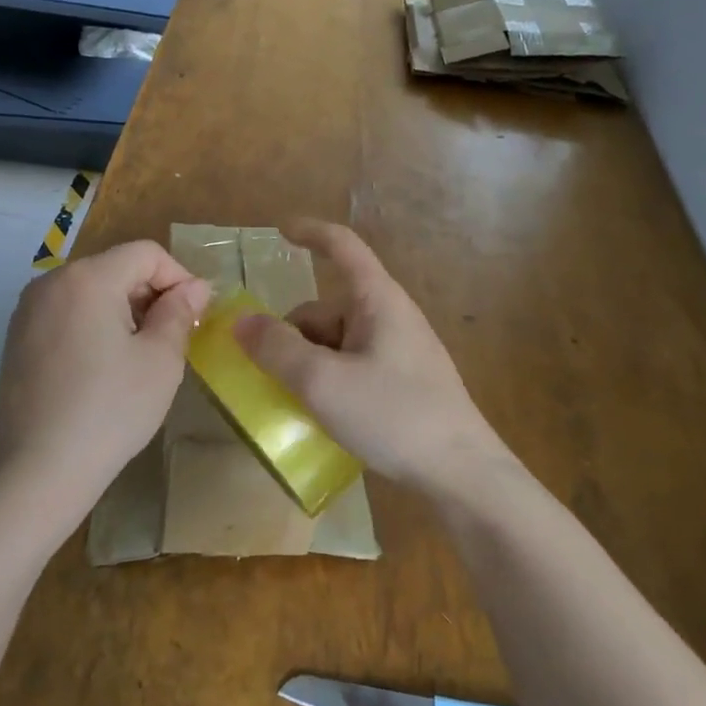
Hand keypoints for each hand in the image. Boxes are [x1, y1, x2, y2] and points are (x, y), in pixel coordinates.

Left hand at [0, 241, 210, 528]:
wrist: (38, 469)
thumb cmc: (110, 410)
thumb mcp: (160, 360)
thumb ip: (180, 313)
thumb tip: (195, 288)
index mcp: (88, 278)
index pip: (146, 254)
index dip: (179, 278)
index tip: (195, 317)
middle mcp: (52, 281)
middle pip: (116, 268)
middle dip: (151, 294)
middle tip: (172, 340)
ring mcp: (28, 309)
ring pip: (91, 290)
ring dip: (124, 310)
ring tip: (139, 356)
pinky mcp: (17, 337)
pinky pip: (67, 312)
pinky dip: (94, 324)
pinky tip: (103, 368)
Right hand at [232, 222, 516, 501]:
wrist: (463, 474)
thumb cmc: (394, 416)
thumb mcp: (323, 383)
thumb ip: (277, 349)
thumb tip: (242, 322)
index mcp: (378, 300)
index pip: (343, 246)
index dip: (311, 233)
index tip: (279, 231)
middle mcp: (390, 316)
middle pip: (327, 307)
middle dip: (293, 334)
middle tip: (271, 375)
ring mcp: (400, 350)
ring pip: (337, 341)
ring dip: (309, 363)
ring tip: (297, 403)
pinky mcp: (405, 381)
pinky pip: (353, 365)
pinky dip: (330, 380)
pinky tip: (324, 414)